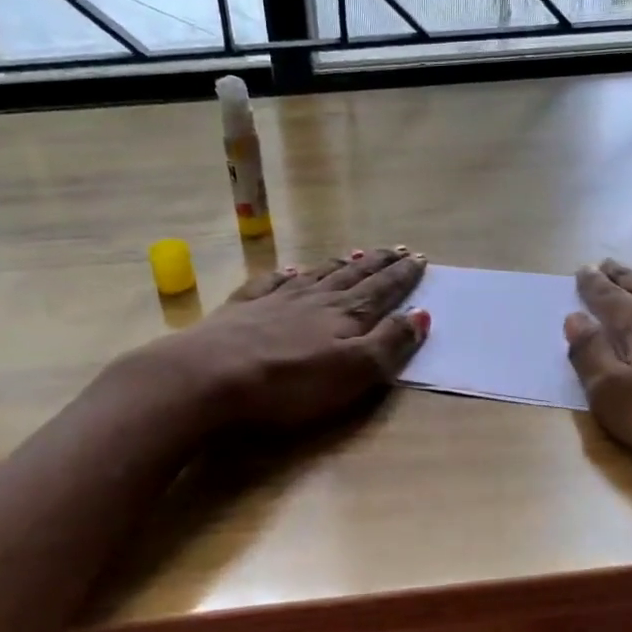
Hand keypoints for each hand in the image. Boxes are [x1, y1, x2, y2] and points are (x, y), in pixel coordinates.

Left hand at [136, 246, 429, 429]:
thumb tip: (421, 315)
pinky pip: (273, 282)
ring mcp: (276, 299)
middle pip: (353, 276)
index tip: (419, 258)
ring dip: (340, 264)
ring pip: (318, 274)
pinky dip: (288, 273)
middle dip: (379, 264)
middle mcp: (315, 299)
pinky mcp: (243, 308)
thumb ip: (389, 344)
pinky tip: (293, 268)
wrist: (210, 375)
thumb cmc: (290, 382)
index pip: (382, 290)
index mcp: (346, 315)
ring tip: (357, 253)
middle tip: (397, 249)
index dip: (403, 276)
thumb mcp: (354, 371)